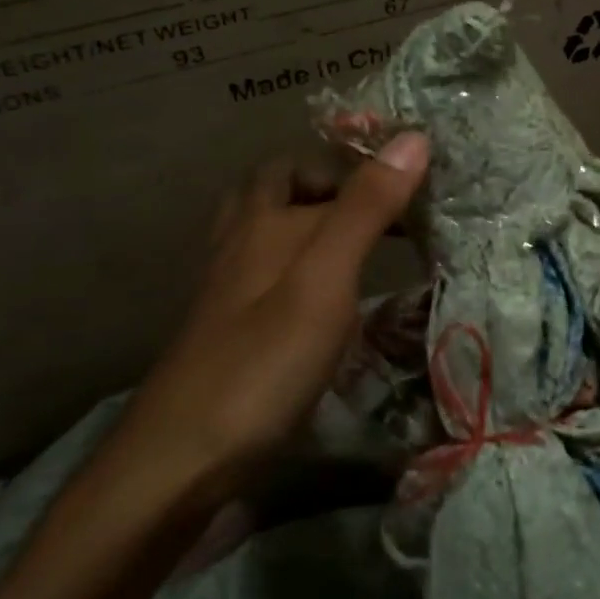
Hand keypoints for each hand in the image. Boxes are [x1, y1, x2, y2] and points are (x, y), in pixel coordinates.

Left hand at [104, 132, 429, 505]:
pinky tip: (320, 297)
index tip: (420, 184)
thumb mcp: (324, 278)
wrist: (179, 462)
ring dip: (306, 220)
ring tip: (355, 239)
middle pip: (277, 187)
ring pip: (263, 229)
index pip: (320, 167)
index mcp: (265, 220)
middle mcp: (240, 242)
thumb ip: (367, 207)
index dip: (367, 165)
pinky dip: (294, 265)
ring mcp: (227, 287)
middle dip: (327, 184)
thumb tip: (413, 136)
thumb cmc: (262, 363)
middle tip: (382, 207)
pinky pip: (262, 273)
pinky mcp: (228, 329)